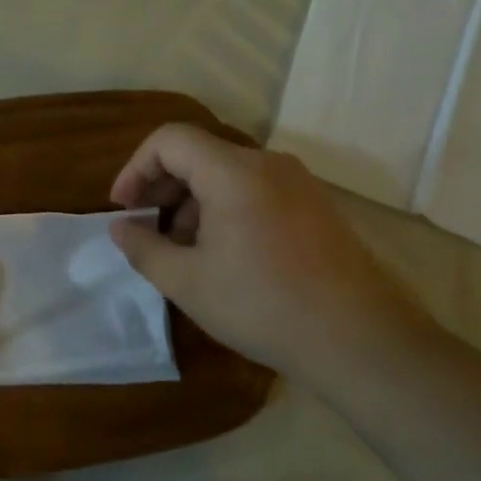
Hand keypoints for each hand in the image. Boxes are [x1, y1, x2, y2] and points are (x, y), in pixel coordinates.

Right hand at [109, 124, 424, 381]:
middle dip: (162, 187)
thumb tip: (120, 228)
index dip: (135, 168)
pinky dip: (224, 208)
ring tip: (182, 250)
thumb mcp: (187, 283)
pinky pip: (255, 190)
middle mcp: (267, 163)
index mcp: (233, 171)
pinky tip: (222, 254)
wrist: (360, 340)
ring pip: (226, 173)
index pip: (169, 140)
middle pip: (198, 153)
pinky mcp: (315, 205)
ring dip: (192, 201)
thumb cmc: (262, 306)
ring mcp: (297, 182)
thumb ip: (143, 248)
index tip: (123, 209)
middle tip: (144, 229)